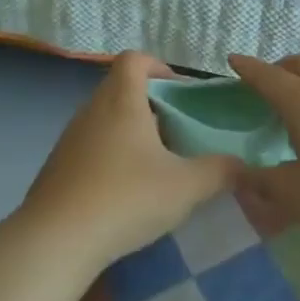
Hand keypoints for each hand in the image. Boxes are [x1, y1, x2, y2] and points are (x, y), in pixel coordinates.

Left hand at [22, 53, 239, 271]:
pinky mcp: (57, 167)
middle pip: (121, 89)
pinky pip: (90, 147)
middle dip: (152, 106)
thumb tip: (244, 166)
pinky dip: (110, 157)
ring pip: (106, 120)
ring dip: (131, 133)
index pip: (135, 59)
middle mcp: (92, 111)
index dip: (159, 67)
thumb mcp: (186, 187)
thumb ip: (220, 172)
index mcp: (121, 101)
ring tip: (155, 166)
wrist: (55, 241)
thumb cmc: (125, 198)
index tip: (180, 93)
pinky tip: (124, 193)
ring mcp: (70, 139)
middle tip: (176, 134)